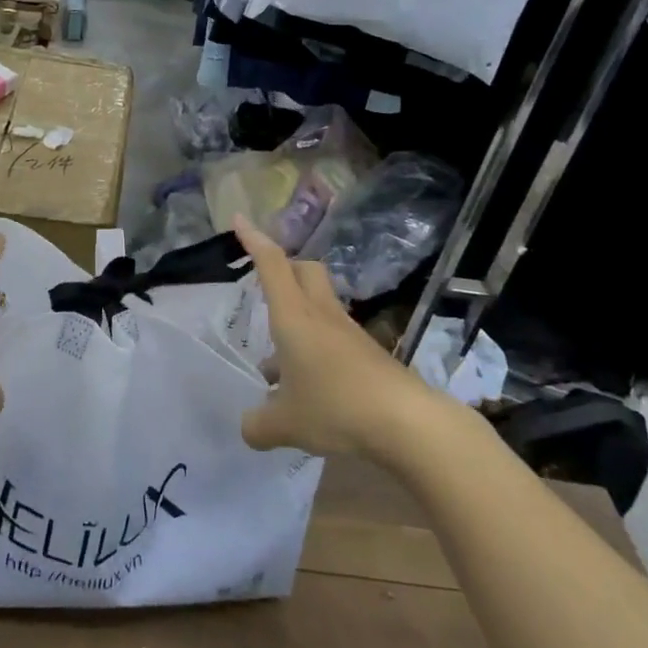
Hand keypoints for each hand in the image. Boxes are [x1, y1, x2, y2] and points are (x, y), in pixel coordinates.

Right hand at [235, 219, 439, 456]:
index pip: (271, 263)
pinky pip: (332, 335)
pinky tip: (307, 385)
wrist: (408, 422)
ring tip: (275, 364)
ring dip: (296, 318)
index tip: (239, 219)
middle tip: (263, 286)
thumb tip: (246, 428)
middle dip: (283, 269)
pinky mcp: (367, 353)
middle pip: (304, 270)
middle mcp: (321, 314)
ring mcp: (348, 332)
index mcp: (294, 316)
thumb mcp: (285, 424)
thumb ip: (258, 425)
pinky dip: (314, 346)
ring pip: (318, 304)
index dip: (253, 239)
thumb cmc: (336, 408)